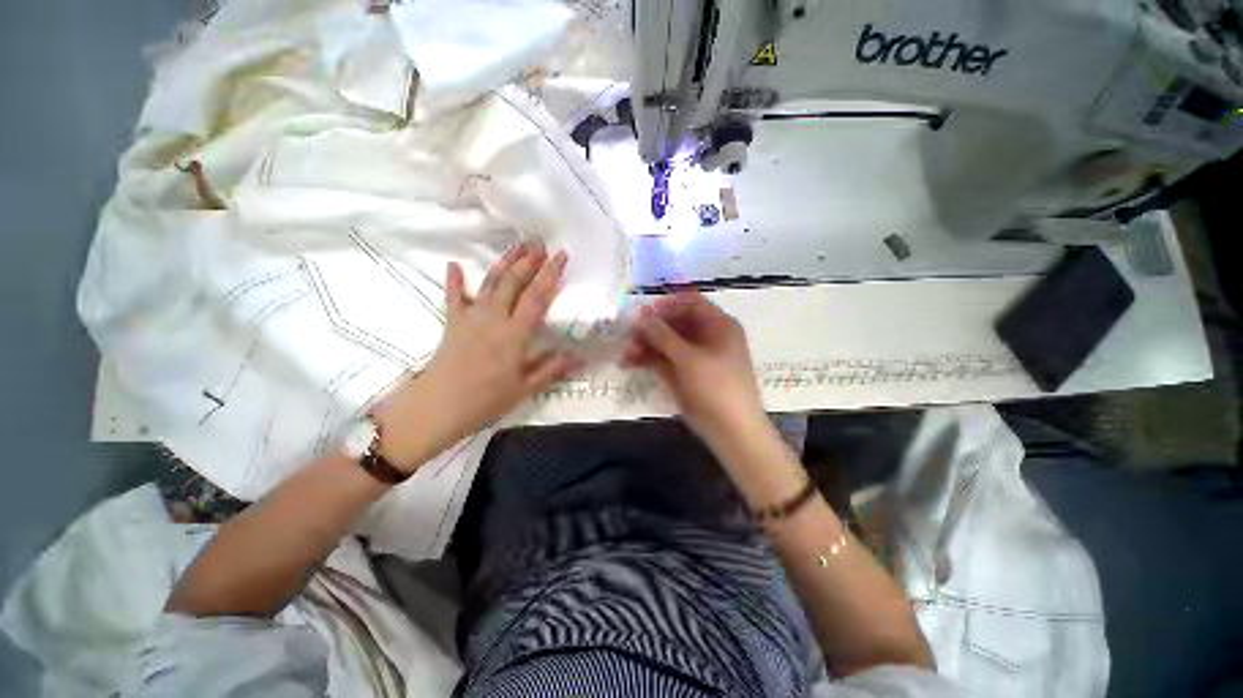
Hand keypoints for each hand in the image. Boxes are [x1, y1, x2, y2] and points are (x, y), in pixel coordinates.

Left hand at [373, 245, 579, 470]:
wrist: (438, 407)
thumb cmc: (485, 400)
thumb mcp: (525, 388)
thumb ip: (552, 369)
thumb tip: (581, 357)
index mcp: (515, 334)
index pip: (537, 297)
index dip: (551, 275)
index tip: (561, 256)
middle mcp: (494, 319)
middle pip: (513, 282)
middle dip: (528, 261)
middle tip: (541, 243)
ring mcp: (471, 318)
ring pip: (490, 283)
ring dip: (504, 263)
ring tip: (517, 247)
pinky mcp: (453, 323)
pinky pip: (454, 298)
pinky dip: (455, 281)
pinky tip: (455, 265)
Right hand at [622, 292, 765, 444]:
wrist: (732, 431)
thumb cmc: (716, 387)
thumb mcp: (689, 359)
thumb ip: (663, 335)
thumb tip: (642, 316)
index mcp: (719, 325)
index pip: (690, 303)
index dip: (666, 305)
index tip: (642, 312)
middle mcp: (707, 336)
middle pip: (675, 323)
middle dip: (650, 328)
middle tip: (627, 335)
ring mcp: (695, 356)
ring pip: (667, 342)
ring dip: (646, 345)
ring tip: (625, 354)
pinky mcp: (685, 373)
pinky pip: (664, 359)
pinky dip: (648, 359)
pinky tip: (630, 362)